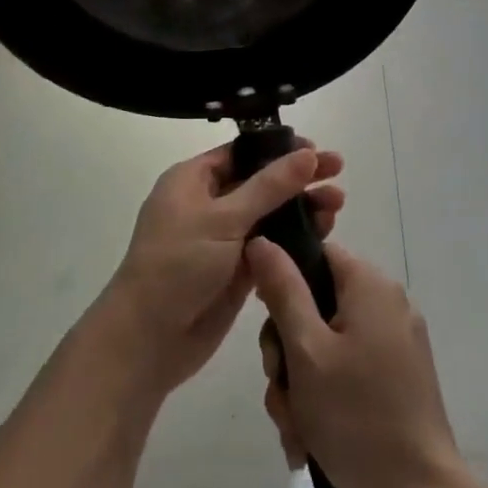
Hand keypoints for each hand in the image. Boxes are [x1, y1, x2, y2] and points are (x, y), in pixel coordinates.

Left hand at [95, 143, 343, 396]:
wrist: (149, 338)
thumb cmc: (178, 264)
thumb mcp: (223, 218)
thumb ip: (269, 187)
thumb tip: (306, 154)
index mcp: (192, 180)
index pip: (241, 153)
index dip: (278, 149)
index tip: (315, 150)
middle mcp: (207, 204)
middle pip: (260, 182)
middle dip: (297, 178)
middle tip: (338, 172)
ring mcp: (222, 239)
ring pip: (269, 215)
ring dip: (301, 209)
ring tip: (337, 205)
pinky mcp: (236, 271)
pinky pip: (270, 246)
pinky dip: (294, 240)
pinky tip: (324, 236)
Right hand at [246, 239, 461, 487]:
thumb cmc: (356, 416)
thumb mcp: (306, 350)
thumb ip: (282, 289)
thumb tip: (261, 240)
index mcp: (370, 286)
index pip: (315, 254)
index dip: (282, 282)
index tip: (268, 326)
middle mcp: (387, 305)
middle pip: (315, 305)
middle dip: (287, 352)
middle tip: (281, 390)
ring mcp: (395, 344)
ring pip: (325, 345)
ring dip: (300, 385)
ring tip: (296, 429)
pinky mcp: (398, 379)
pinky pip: (347, 371)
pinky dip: (324, 399)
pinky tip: (310, 440)